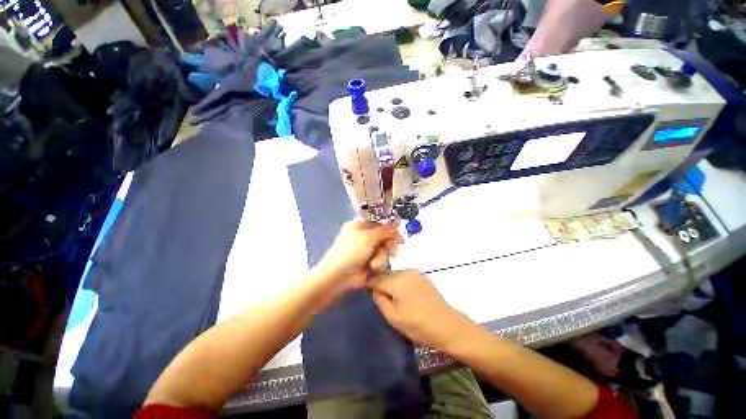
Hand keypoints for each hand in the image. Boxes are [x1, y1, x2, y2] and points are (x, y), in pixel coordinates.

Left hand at [315, 218, 402, 292]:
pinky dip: (379, 263)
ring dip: (382, 256)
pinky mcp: (371, 260)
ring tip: (375, 264)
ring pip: (385, 247)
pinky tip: (373, 268)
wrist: (339, 277)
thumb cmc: (351, 252)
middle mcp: (364, 235)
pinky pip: (382, 258)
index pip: (378, 220)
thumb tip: (397, 222)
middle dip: (389, 243)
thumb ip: (385, 230)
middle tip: (394, 249)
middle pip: (384, 234)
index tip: (399, 228)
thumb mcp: (368, 238)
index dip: (389, 224)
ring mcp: (368, 248)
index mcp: (360, 225)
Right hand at [368, 270, 474, 350]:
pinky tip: (406, 295)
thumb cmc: (418, 325)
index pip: (376, 278)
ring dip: (392, 283)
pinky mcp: (422, 276)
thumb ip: (379, 300)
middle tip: (382, 299)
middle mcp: (405, 272)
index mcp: (396, 281)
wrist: (447, 325)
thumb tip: (373, 289)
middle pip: (386, 275)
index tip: (368, 294)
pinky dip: (401, 283)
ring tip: (395, 299)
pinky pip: (405, 276)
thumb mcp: (393, 317)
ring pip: (396, 275)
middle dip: (382, 284)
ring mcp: (415, 272)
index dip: (370, 286)